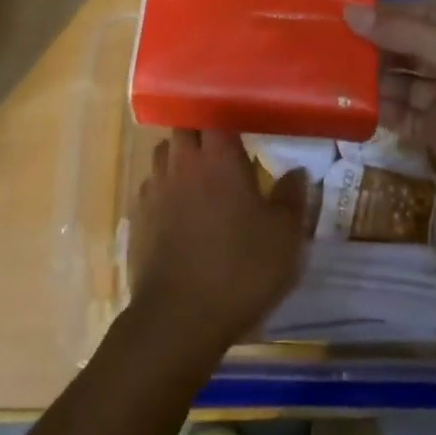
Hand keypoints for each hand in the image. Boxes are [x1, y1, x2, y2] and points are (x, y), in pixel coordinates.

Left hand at [128, 131, 308, 355]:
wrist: (179, 317)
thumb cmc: (240, 270)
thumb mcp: (283, 238)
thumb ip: (291, 198)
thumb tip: (297, 171)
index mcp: (218, 157)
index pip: (217, 117)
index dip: (228, 117)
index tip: (242, 127)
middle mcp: (182, 162)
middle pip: (185, 128)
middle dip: (200, 132)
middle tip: (220, 150)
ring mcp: (155, 187)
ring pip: (163, 153)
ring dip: (178, 156)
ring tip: (196, 175)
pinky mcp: (137, 216)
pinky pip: (149, 186)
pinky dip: (162, 188)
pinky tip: (175, 209)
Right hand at [345, 2, 435, 226]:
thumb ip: (404, 34)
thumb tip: (350, 12)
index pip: (418, 15)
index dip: (381, 13)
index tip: (336, 11)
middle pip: (405, 47)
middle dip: (370, 45)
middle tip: (321, 42)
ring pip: (399, 81)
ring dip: (369, 76)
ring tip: (324, 70)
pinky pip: (400, 115)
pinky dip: (376, 108)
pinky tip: (344, 102)